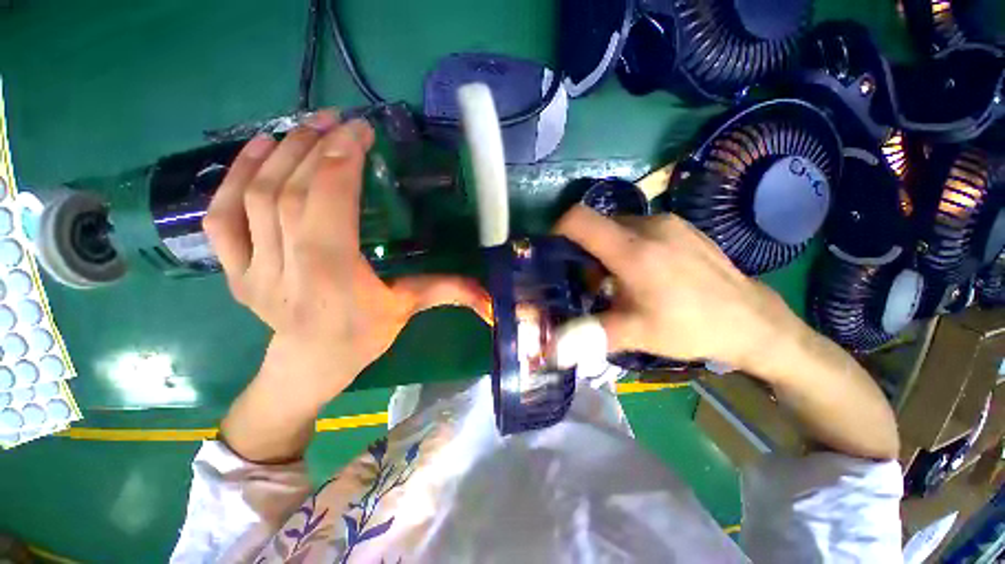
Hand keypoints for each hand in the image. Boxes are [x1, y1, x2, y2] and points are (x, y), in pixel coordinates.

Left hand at [204, 111, 488, 402]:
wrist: (309, 365)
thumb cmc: (361, 337)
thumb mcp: (406, 310)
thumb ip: (446, 292)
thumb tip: (489, 295)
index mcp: (332, 276)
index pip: (327, 203)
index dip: (342, 160)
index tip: (360, 131)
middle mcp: (285, 268)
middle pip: (291, 192)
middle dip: (317, 148)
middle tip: (338, 121)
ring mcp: (251, 269)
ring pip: (255, 197)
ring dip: (280, 153)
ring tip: (307, 126)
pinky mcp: (233, 269)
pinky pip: (221, 216)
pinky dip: (234, 176)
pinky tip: (259, 149)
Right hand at [555, 205, 795, 371]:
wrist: (753, 321)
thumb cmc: (691, 328)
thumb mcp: (636, 334)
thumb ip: (589, 335)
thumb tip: (552, 348)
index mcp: (633, 251)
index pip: (579, 220)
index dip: (558, 231)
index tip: (555, 254)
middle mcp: (649, 226)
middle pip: (596, 225)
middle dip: (583, 250)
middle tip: (589, 281)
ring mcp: (668, 222)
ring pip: (617, 227)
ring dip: (606, 249)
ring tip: (617, 280)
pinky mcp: (681, 225)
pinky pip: (639, 227)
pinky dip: (627, 245)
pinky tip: (643, 272)